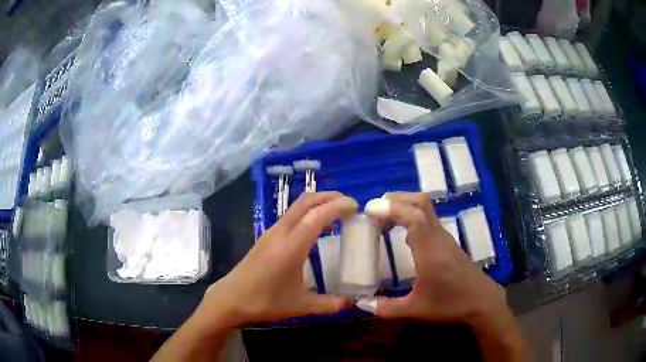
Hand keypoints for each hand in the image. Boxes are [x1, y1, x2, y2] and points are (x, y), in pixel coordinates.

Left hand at [194, 192, 357, 328]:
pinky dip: (307, 212)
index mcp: (291, 247)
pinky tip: (315, 227)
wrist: (230, 298)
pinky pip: (291, 216)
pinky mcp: (266, 236)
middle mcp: (281, 233)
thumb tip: (352, 303)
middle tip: (349, 204)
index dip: (338, 206)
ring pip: (296, 206)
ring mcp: (271, 232)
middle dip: (329, 196)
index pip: (317, 216)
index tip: (355, 206)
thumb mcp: (300, 306)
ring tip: (336, 213)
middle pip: (306, 201)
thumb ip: (329, 304)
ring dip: (317, 203)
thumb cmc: (264, 301)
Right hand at [363, 192, 521, 360]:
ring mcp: (445, 237)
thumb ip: (386, 308)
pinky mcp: (448, 241)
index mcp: (429, 251)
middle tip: (375, 211)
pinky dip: (412, 215)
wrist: (482, 301)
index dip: (390, 208)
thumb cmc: (450, 304)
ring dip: (404, 205)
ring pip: (426, 208)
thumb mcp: (415, 310)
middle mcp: (438, 237)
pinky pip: (428, 218)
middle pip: (421, 202)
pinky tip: (402, 231)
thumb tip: (361, 304)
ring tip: (383, 219)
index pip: (413, 216)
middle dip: (396, 199)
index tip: (369, 210)